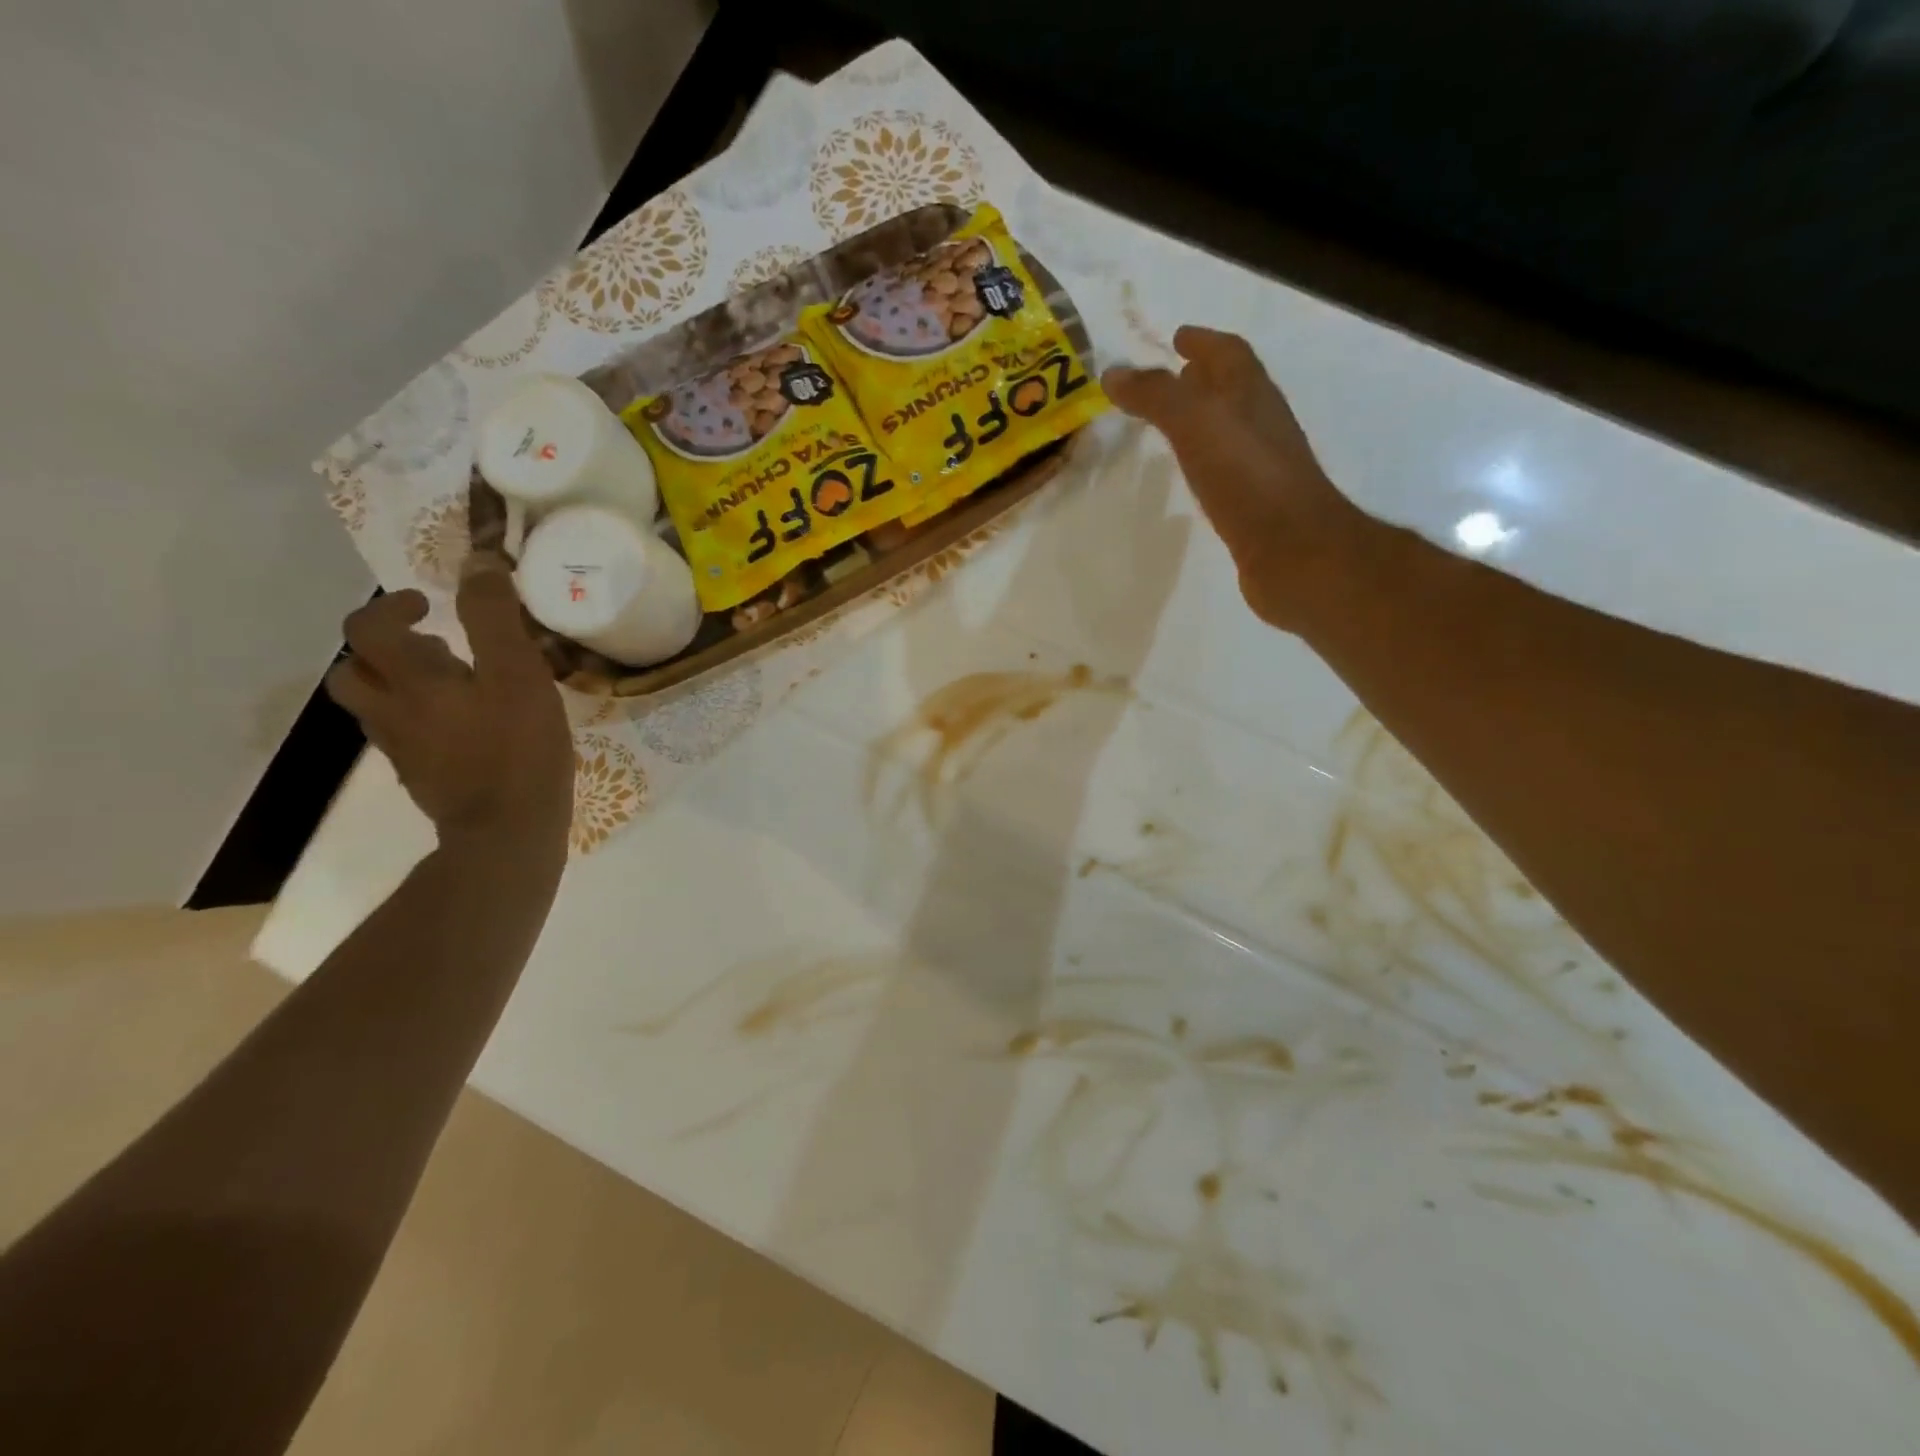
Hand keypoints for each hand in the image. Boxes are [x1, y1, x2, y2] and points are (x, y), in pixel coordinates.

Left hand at [326, 555, 571, 851]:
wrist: (508, 830)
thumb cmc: (518, 747)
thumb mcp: (518, 672)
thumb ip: (494, 617)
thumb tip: (479, 561)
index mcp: (410, 680)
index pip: (369, 628)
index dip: (392, 606)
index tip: (429, 604)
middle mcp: (391, 711)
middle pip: (354, 671)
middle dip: (383, 648)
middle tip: (432, 645)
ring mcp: (402, 749)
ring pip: (374, 705)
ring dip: (398, 683)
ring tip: (448, 683)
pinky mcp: (420, 776)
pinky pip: (402, 735)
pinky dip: (418, 717)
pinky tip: (463, 725)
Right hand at [1103, 326, 1377, 632]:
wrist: (1293, 551)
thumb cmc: (1246, 477)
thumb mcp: (1195, 423)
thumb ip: (1156, 396)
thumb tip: (1114, 373)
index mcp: (1252, 396)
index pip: (1229, 355)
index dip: (1204, 342)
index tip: (1177, 337)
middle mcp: (1262, 424)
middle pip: (1233, 390)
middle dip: (1204, 379)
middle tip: (1173, 377)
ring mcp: (1263, 466)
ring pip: (1230, 430)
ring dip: (1205, 419)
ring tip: (1175, 424)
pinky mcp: (1257, 505)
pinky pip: (1228, 469)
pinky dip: (1208, 460)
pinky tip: (1194, 474)